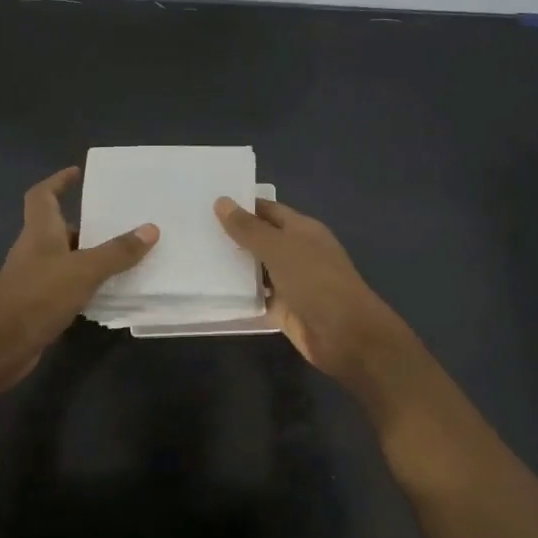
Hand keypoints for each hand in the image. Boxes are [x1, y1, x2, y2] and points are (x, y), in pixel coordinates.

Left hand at [0, 168, 157, 389]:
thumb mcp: (84, 270)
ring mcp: (34, 278)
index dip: (58, 181)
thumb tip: (151, 229)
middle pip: (58, 227)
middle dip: (86, 222)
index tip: (78, 173)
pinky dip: (85, 283)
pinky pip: (66, 284)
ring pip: (65, 258)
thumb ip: (117, 252)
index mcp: (39, 231)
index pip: (42, 195)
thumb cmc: (38, 297)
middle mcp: (34, 250)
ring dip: (89, 255)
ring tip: (124, 255)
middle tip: (119, 220)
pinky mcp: (38, 304)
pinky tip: (108, 291)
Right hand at [213, 196, 416, 397]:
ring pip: (256, 270)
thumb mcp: (279, 249)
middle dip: (231, 236)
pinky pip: (257, 298)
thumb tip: (221, 201)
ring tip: (193, 258)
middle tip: (191, 230)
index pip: (267, 210)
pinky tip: (210, 291)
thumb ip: (249, 228)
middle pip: (260, 239)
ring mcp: (291, 282)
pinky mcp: (284, 310)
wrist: (346, 335)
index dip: (241, 205)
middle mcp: (296, 252)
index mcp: (302, 230)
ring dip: (232, 267)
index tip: (206, 202)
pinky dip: (239, 295)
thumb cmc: (315, 282)